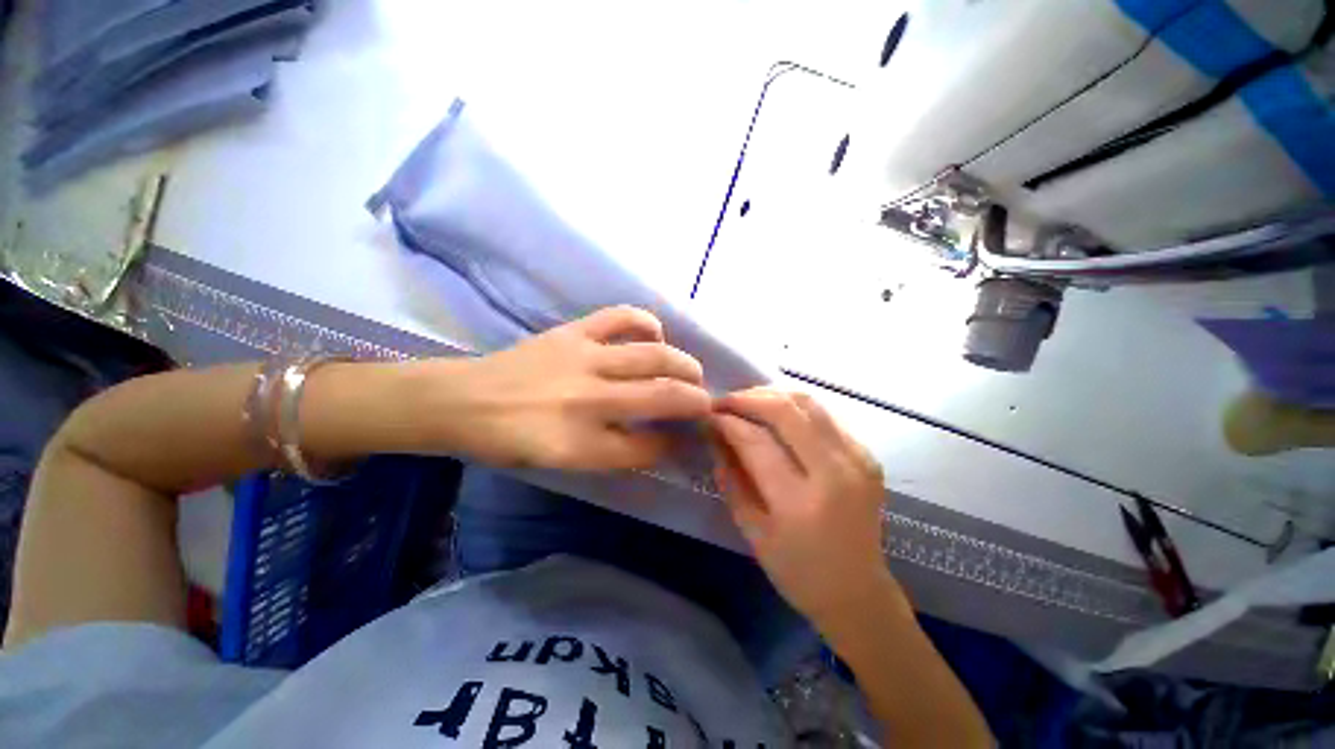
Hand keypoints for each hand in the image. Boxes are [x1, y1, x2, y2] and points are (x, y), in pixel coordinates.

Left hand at [439, 306, 711, 470]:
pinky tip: (656, 334)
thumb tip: (660, 440)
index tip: (689, 438)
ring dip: (685, 365)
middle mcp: (589, 399)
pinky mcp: (573, 332)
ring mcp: (583, 358)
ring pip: (654, 356)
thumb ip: (615, 454)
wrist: (462, 401)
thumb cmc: (510, 441)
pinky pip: (620, 317)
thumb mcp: (563, 463)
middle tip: (707, 404)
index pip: (649, 446)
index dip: (676, 443)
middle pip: (663, 396)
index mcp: (580, 443)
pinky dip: (646, 322)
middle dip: (696, 401)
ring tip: (694, 373)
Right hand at [711, 388, 892, 624]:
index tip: (709, 415)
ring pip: (809, 403)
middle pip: (786, 411)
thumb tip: (715, 437)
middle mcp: (835, 473)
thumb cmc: (798, 572)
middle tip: (724, 401)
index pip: (756, 442)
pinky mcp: (868, 455)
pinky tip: (777, 415)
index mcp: (800, 503)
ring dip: (772, 395)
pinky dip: (795, 407)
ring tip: (747, 402)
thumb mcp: (752, 532)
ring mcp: (858, 460)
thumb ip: (731, 480)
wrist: (859, 593)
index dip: (728, 422)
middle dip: (748, 398)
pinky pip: (825, 415)